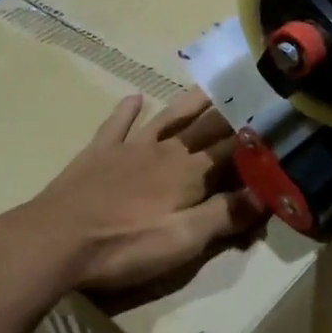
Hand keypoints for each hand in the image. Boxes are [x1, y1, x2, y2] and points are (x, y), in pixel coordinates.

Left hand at [0, 88, 264, 303]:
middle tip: (249, 93)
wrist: (56, 239)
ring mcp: (129, 147)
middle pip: (203, 128)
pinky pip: (117, 124)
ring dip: (189, 103)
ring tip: (208, 87)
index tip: (275, 122)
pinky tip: (134, 97)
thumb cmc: (125, 245)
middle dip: (229, 114)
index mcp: (189, 172)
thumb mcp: (183, 241)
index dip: (254, 140)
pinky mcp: (99, 152)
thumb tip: (266, 195)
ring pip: (167, 118)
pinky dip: (127, 110)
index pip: (231, 151)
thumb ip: (225, 216)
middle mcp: (165, 150)